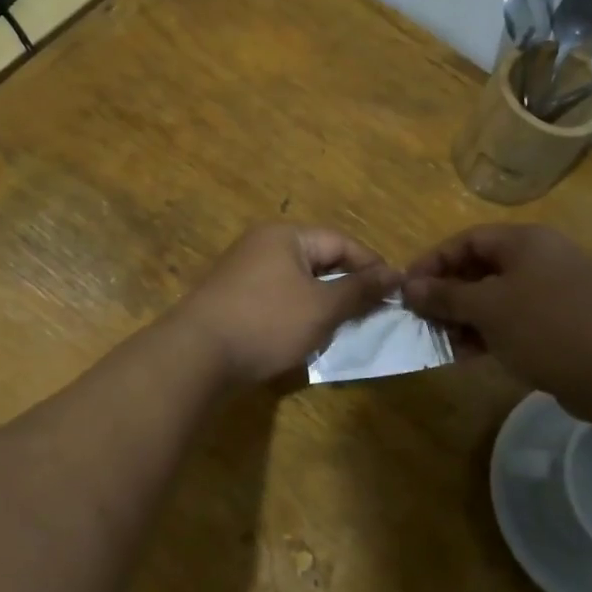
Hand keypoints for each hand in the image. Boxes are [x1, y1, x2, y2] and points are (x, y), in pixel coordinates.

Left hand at [172, 225, 400, 385]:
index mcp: (285, 236)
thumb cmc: (267, 322)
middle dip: (347, 286)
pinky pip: (278, 298)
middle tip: (372, 313)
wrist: (196, 355)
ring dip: (323, 303)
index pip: (340, 242)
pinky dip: (298, 313)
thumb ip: (360, 289)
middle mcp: (263, 245)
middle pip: (319, 259)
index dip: (371, 265)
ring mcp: (244, 271)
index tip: (396, 292)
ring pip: (299, 282)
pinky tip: (307, 337)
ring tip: (344, 328)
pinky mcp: (234, 298)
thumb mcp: (322, 307)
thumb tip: (395, 274)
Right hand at [402, 224, 591, 415]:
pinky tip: (472, 355)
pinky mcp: (565, 321)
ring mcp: (557, 290)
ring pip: (498, 297)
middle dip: (449, 294)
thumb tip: (409, 286)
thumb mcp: (487, 309)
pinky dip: (492, 331)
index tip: (407, 288)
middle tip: (423, 318)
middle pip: (482, 268)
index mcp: (526, 241)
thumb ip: (446, 295)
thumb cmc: (545, 328)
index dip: (433, 261)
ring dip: (467, 317)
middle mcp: (543, 257)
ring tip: (444, 343)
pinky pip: (517, 318)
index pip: (468, 240)